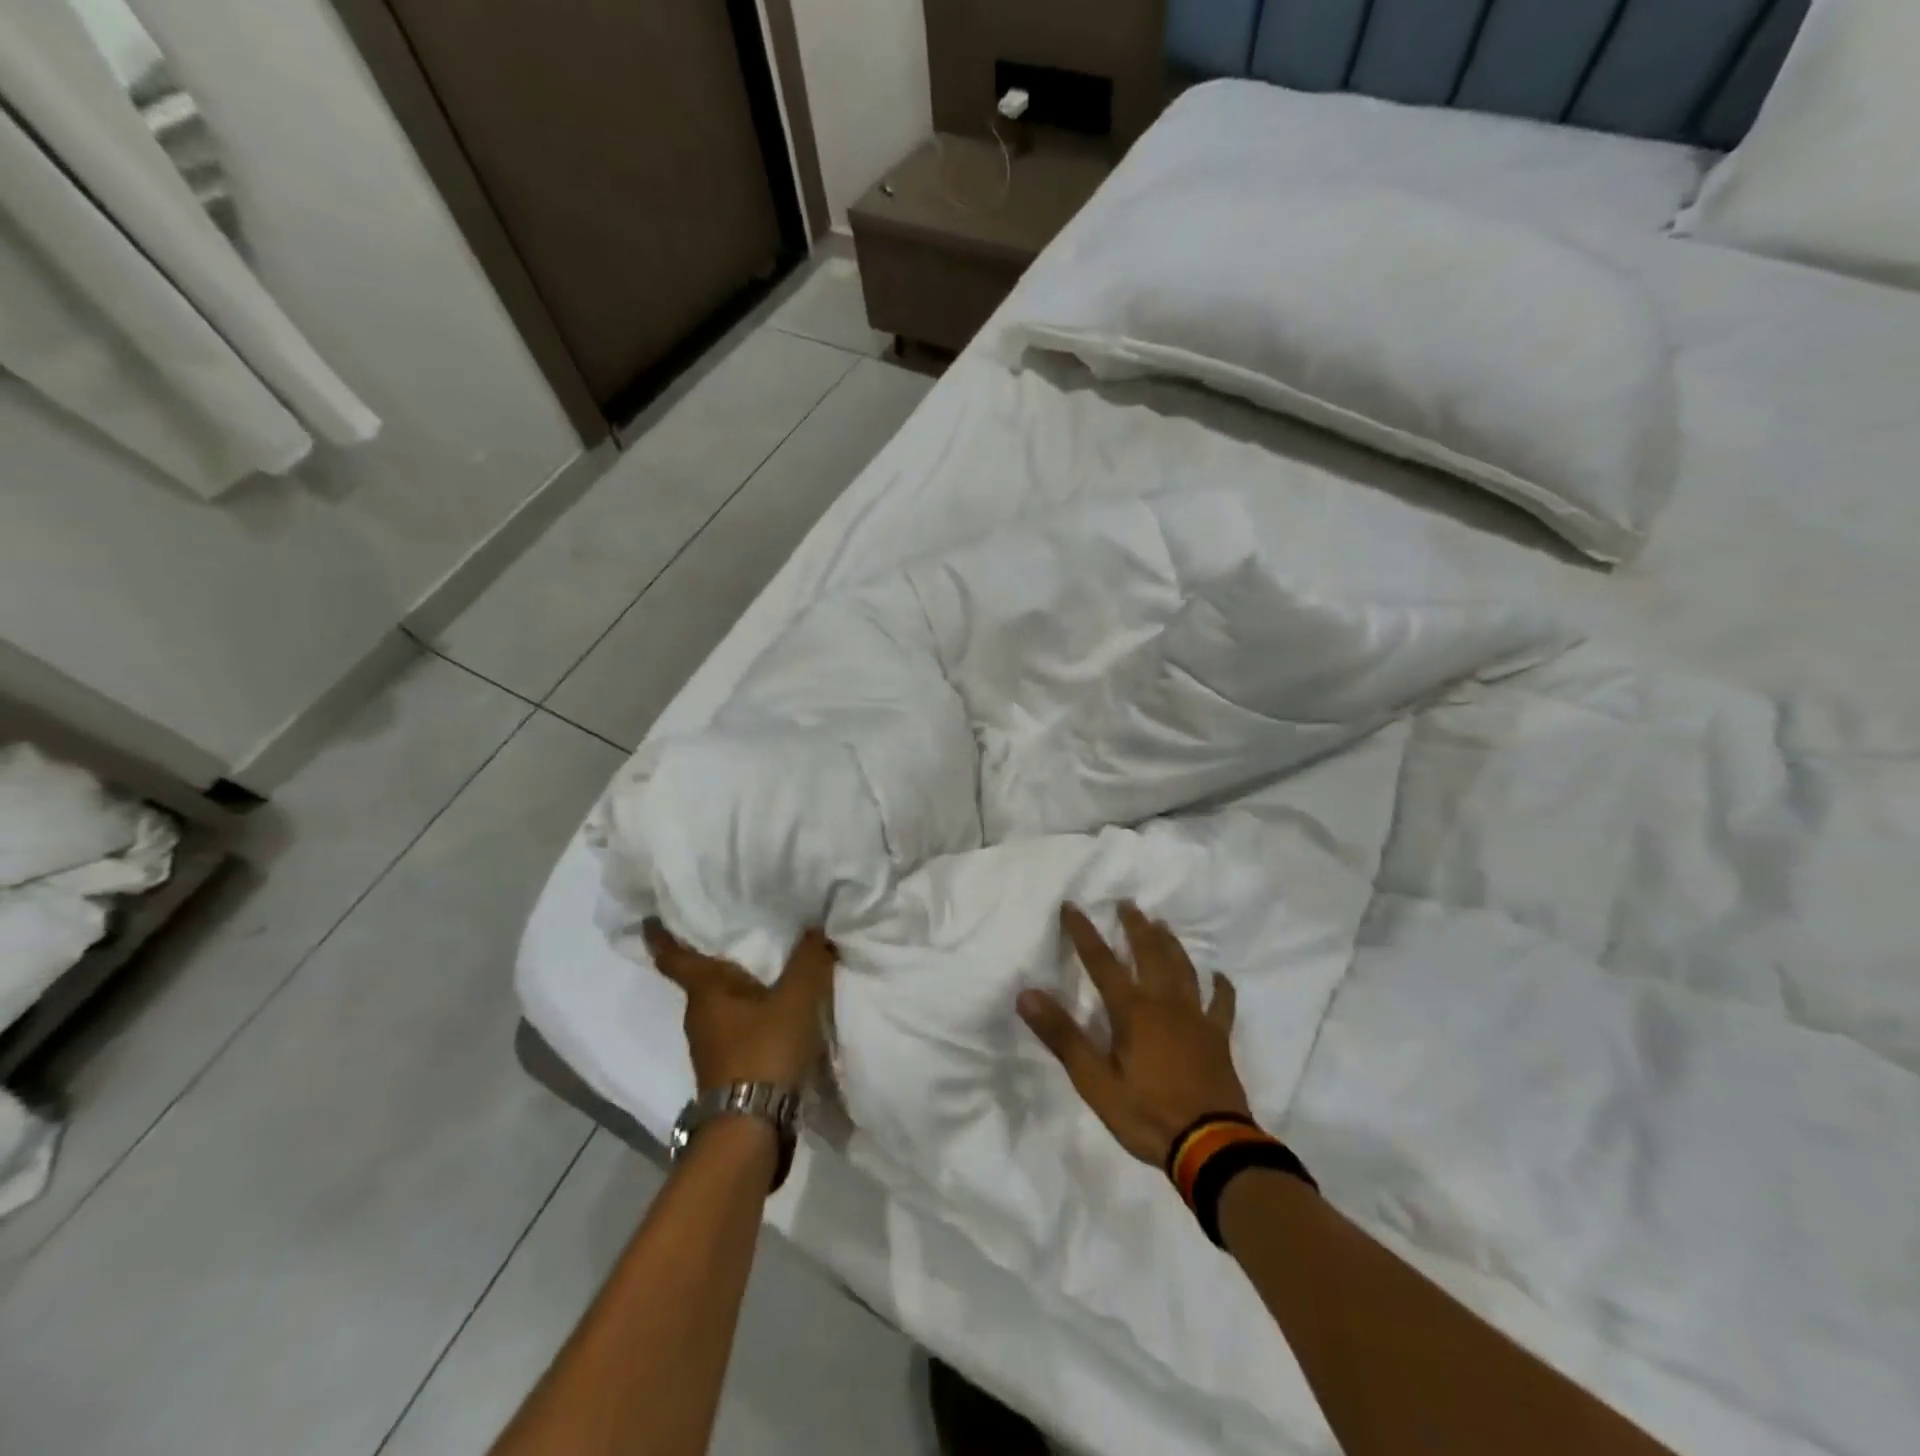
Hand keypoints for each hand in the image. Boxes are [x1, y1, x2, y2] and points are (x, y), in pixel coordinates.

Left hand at [643, 919, 836, 1090]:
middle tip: (735, 925)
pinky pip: (734, 1024)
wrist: (751, 1128)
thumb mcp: (796, 999)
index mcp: (705, 991)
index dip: (661, 936)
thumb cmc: (764, 1051)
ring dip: (734, 985)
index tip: (651, 917)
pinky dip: (748, 1010)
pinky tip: (772, 1006)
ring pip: (719, 1002)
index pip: (674, 957)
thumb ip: (808, 961)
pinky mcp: (725, 1067)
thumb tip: (815, 927)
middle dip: (713, 954)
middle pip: (700, 977)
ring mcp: (709, 1045)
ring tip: (762, 963)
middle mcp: (699, 1015)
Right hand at [1019, 902, 1250, 1166]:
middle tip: (1127, 903)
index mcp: (1132, 1011)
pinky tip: (1219, 976)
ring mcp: (1196, 1019)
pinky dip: (1220, 988)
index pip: (1101, 962)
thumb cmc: (1147, 1114)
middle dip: (1135, 927)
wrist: (1211, 1147)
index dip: (1084, 932)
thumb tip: (1027, 994)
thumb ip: (1062, 1036)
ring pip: (1183, 970)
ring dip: (1170, 945)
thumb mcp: (1094, 1081)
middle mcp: (1165, 1004)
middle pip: (1149, 955)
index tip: (1071, 905)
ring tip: (1162, 924)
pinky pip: (1221, 1006)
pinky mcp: (1218, 1039)